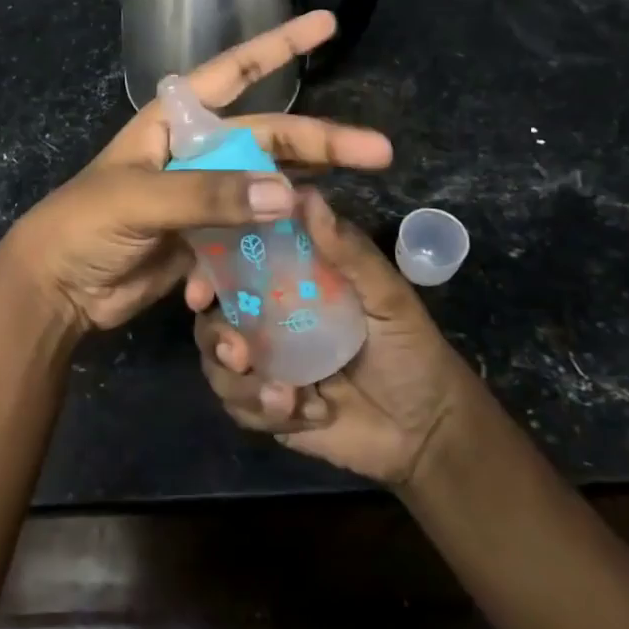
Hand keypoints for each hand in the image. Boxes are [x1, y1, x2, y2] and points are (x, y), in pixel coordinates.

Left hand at [0, 11, 391, 336]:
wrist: (57, 289)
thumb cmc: (85, 224)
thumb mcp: (139, 199)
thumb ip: (208, 194)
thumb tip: (288, 192)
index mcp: (174, 121)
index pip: (234, 71)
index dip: (281, 45)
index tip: (328, 23)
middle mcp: (195, 151)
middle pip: (267, 136)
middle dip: (320, 140)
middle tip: (378, 150)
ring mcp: (203, 196)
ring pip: (267, 184)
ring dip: (305, 191)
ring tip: (350, 196)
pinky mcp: (206, 238)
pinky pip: (251, 233)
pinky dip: (269, 244)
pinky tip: (292, 256)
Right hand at [192, 189, 478, 486]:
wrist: (428, 432)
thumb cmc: (410, 350)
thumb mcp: (387, 297)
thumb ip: (346, 252)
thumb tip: (305, 195)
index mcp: (289, 280)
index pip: (232, 263)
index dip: (205, 272)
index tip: (200, 293)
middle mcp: (267, 316)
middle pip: (212, 318)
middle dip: (215, 337)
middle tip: (238, 354)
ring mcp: (265, 362)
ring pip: (218, 367)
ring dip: (241, 385)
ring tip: (285, 398)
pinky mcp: (267, 405)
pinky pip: (239, 407)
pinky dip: (266, 412)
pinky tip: (310, 413)